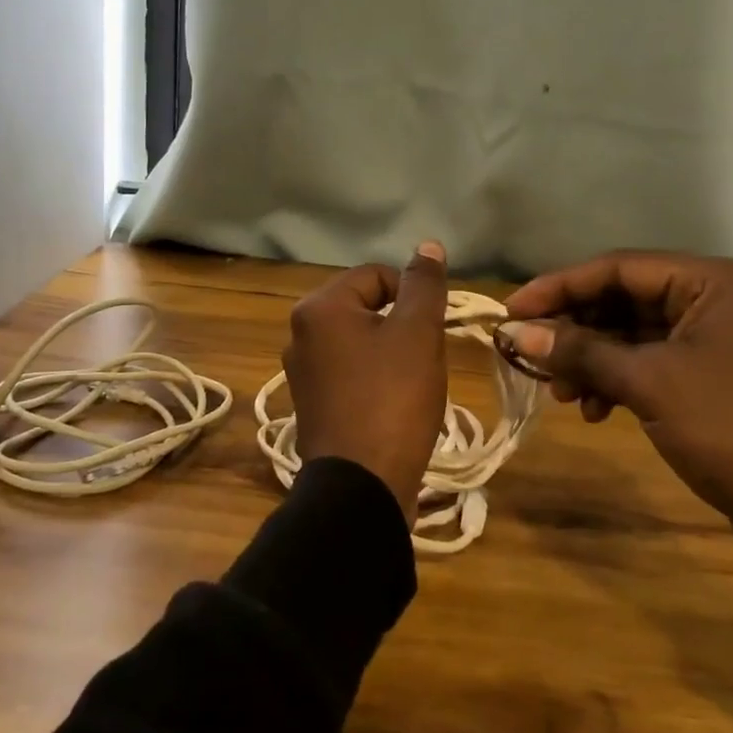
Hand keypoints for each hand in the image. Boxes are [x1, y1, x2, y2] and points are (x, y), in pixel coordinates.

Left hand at [283, 242, 450, 523]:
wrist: (361, 487)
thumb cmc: (392, 399)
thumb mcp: (418, 333)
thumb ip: (424, 285)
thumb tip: (427, 245)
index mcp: (319, 308)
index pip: (377, 275)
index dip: (413, 295)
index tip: (432, 330)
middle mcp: (300, 333)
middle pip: (366, 308)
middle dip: (402, 326)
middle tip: (424, 358)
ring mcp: (302, 372)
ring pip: (360, 342)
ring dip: (391, 354)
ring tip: (412, 384)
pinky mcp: (311, 405)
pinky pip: (350, 374)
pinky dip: (374, 380)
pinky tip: (393, 406)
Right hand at [504, 253, 732, 599]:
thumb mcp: (650, 384)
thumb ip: (580, 352)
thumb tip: (516, 333)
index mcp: (710, 282)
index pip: (618, 268)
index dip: (559, 286)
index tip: (511, 310)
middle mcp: (712, 301)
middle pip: (622, 300)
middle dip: (574, 328)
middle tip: (528, 353)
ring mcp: (711, 343)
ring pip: (630, 336)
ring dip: (589, 359)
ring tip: (560, 393)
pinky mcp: (707, 381)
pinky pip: (646, 366)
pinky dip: (614, 382)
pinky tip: (593, 410)